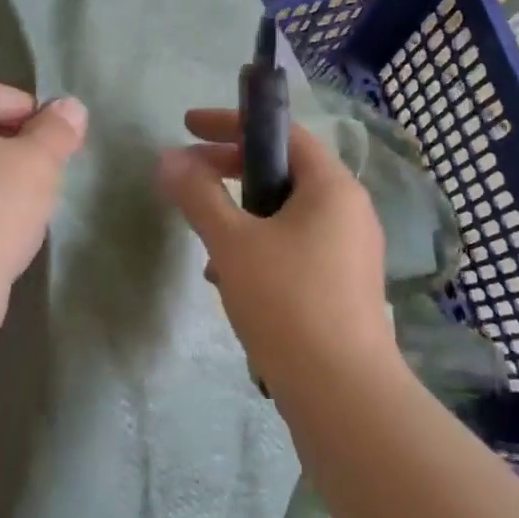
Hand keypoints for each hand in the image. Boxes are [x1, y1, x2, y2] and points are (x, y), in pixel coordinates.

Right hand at [158, 108, 396, 385]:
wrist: (342, 393)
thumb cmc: (287, 300)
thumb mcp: (232, 242)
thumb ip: (198, 195)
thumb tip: (168, 159)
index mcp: (331, 187)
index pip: (282, 132)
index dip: (231, 124)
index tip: (188, 127)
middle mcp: (349, 210)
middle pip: (283, 172)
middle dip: (230, 173)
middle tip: (189, 179)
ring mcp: (350, 250)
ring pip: (285, 215)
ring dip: (241, 218)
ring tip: (206, 246)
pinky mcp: (343, 285)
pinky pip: (294, 248)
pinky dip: (259, 250)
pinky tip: (231, 283)